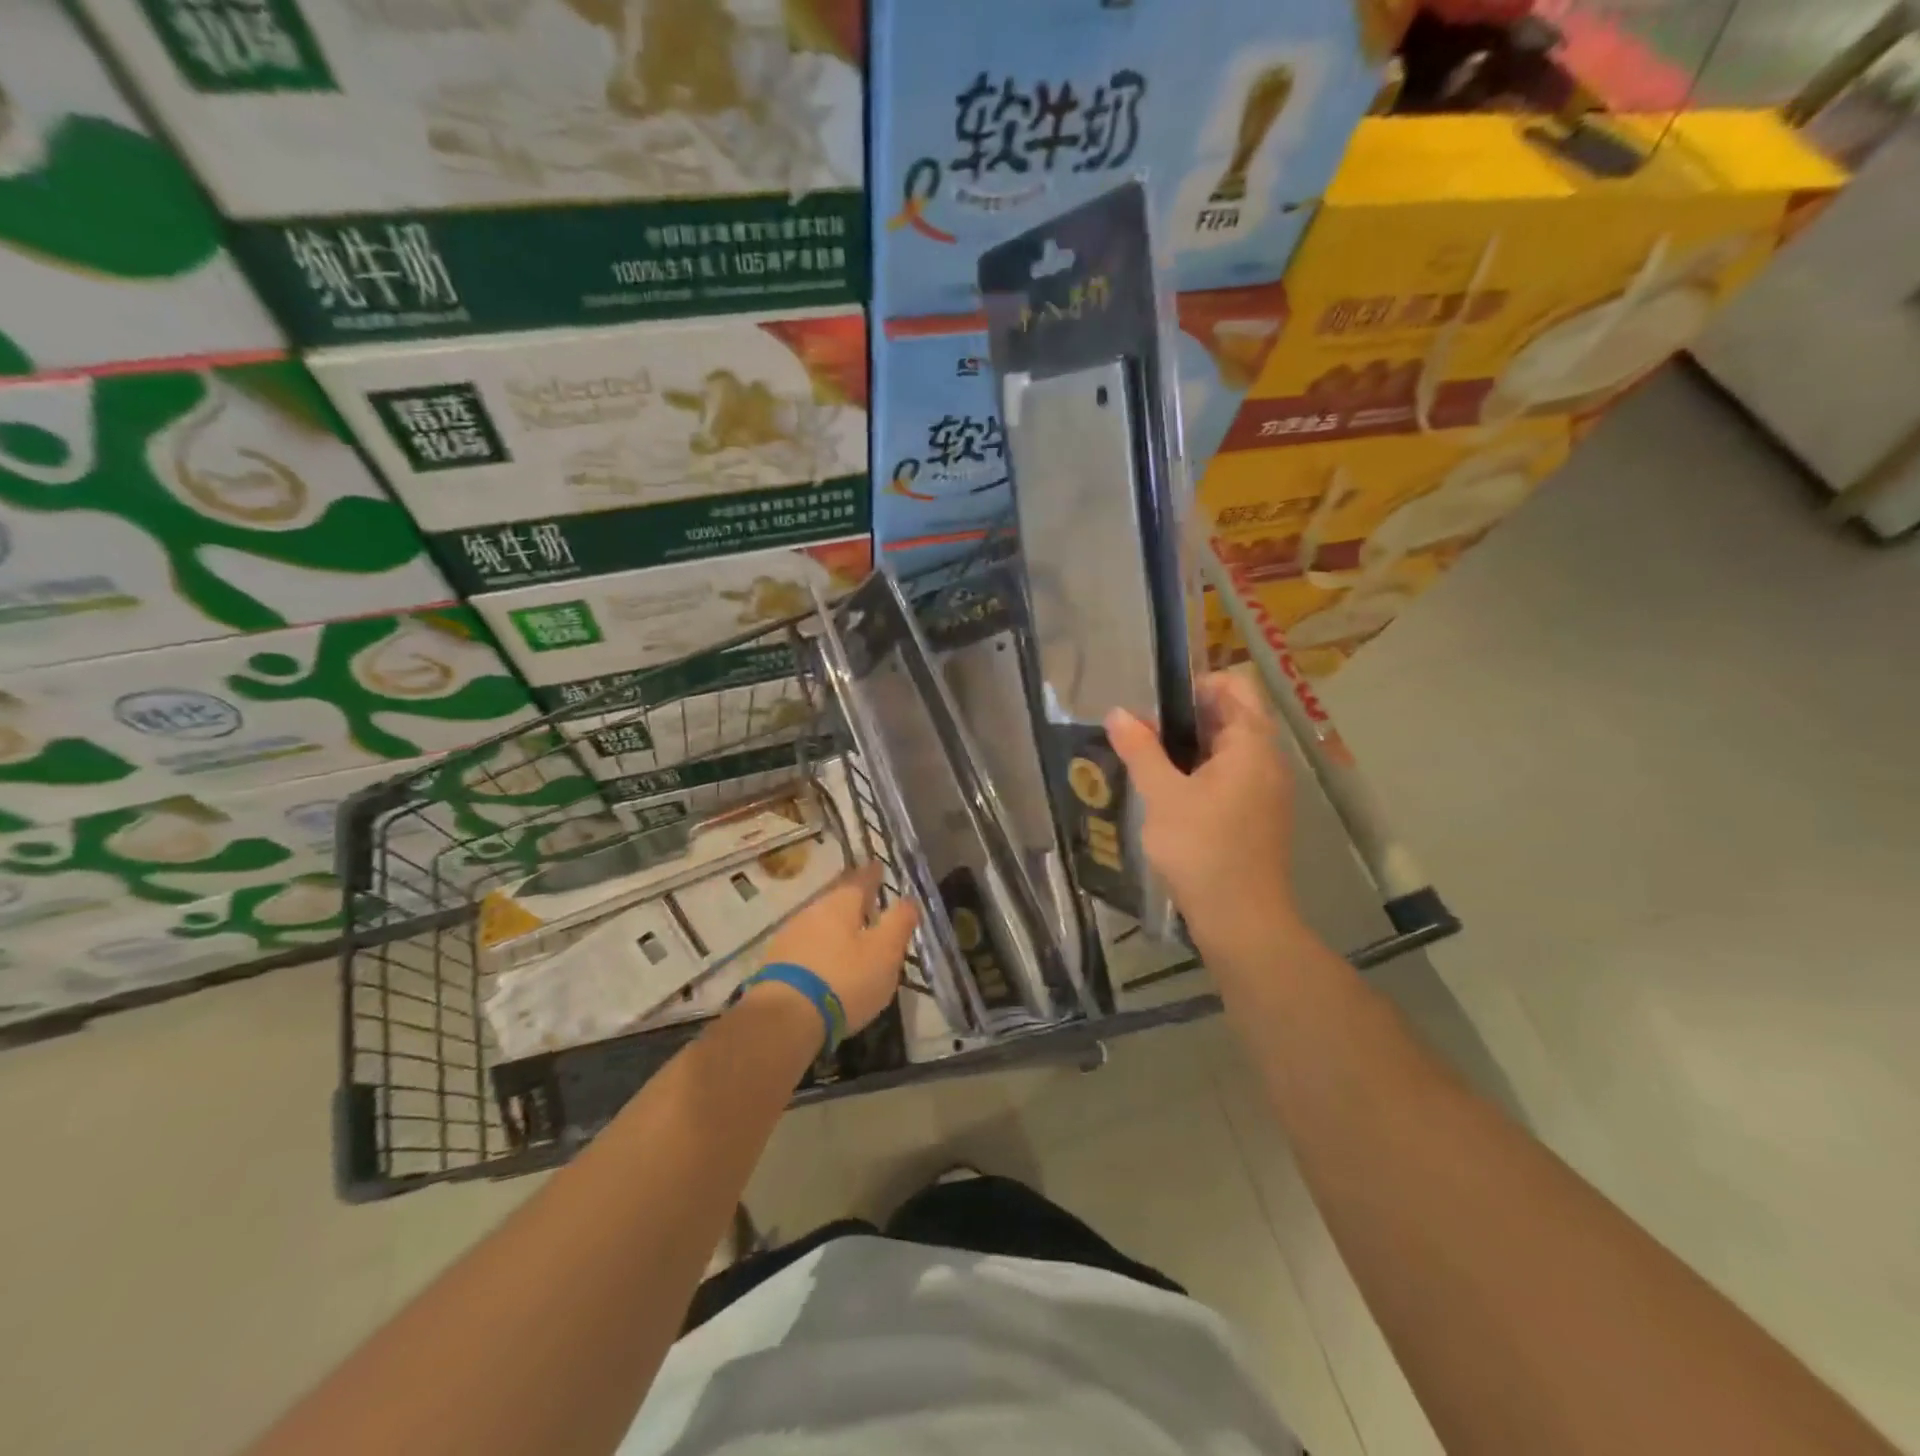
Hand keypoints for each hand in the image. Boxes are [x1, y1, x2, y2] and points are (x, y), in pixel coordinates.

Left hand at [757, 862, 917, 1032]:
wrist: (784, 1019)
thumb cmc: (844, 980)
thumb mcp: (884, 952)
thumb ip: (899, 923)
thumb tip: (909, 899)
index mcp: (840, 904)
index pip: (861, 880)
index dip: (872, 874)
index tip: (878, 866)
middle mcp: (812, 911)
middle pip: (836, 899)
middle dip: (852, 900)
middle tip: (867, 902)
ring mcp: (790, 937)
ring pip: (819, 923)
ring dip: (835, 927)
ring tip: (849, 935)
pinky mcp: (775, 964)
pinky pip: (806, 947)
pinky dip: (820, 950)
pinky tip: (825, 963)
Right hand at [1105, 672, 1301, 956]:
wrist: (1241, 919)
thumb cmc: (1201, 848)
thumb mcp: (1162, 795)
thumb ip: (1141, 749)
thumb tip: (1118, 713)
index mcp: (1252, 744)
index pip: (1234, 686)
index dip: (1195, 685)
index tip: (1156, 705)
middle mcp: (1268, 759)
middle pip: (1233, 715)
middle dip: (1188, 717)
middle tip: (1144, 732)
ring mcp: (1268, 789)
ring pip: (1230, 749)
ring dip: (1192, 747)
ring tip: (1149, 760)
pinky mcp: (1260, 815)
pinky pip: (1233, 776)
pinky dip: (1203, 773)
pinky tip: (1170, 793)